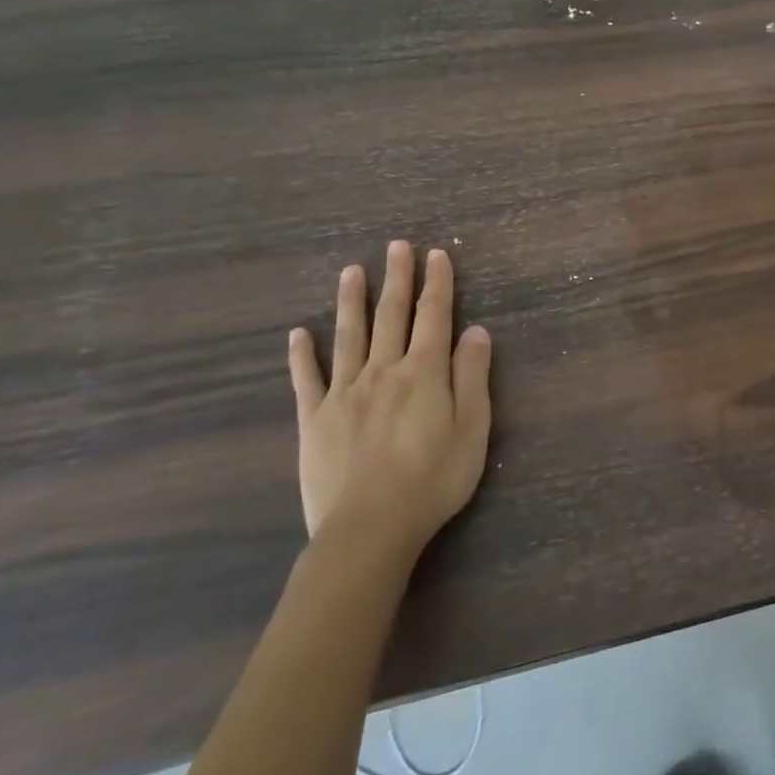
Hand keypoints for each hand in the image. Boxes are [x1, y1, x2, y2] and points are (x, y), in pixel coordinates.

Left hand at [287, 240, 492, 568]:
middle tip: (397, 246)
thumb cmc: (433, 479)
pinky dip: (302, 354)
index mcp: (424, 372)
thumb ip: (472, 376)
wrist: (369, 528)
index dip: (437, 284)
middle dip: (397, 279)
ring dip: (352, 301)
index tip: (436, 254)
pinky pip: (306, 379)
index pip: (434, 316)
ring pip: (349, 336)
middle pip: (391, 315)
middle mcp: (384, 370)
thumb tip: (476, 330)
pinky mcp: (314, 419)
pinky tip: (299, 333)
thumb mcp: (473, 428)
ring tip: (352, 270)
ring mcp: (344, 393)